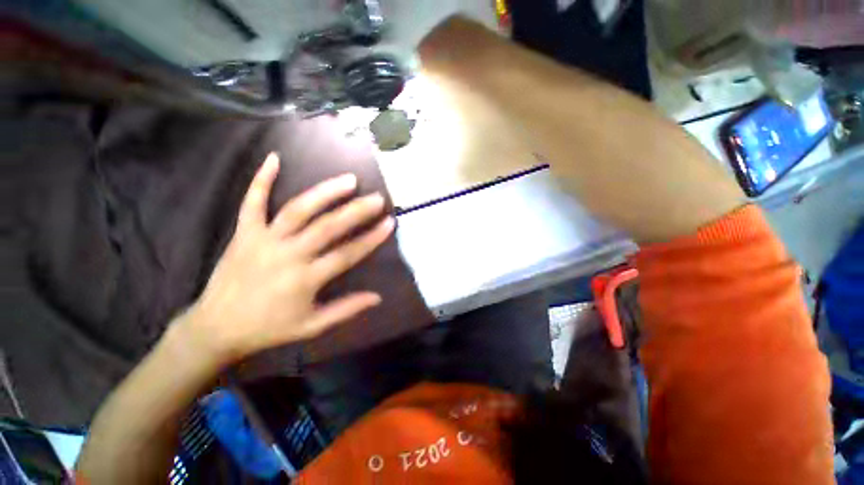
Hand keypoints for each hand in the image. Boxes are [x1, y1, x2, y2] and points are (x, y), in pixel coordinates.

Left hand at [184, 153, 393, 363]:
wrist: (215, 328)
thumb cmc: (269, 328)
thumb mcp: (312, 326)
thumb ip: (346, 309)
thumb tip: (378, 297)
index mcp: (305, 279)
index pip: (347, 254)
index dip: (371, 238)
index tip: (389, 222)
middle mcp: (287, 255)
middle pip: (327, 227)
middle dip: (356, 211)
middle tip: (376, 198)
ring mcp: (263, 240)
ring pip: (297, 210)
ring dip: (324, 192)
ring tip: (348, 180)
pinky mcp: (243, 233)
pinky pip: (252, 202)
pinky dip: (261, 179)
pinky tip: (274, 158)